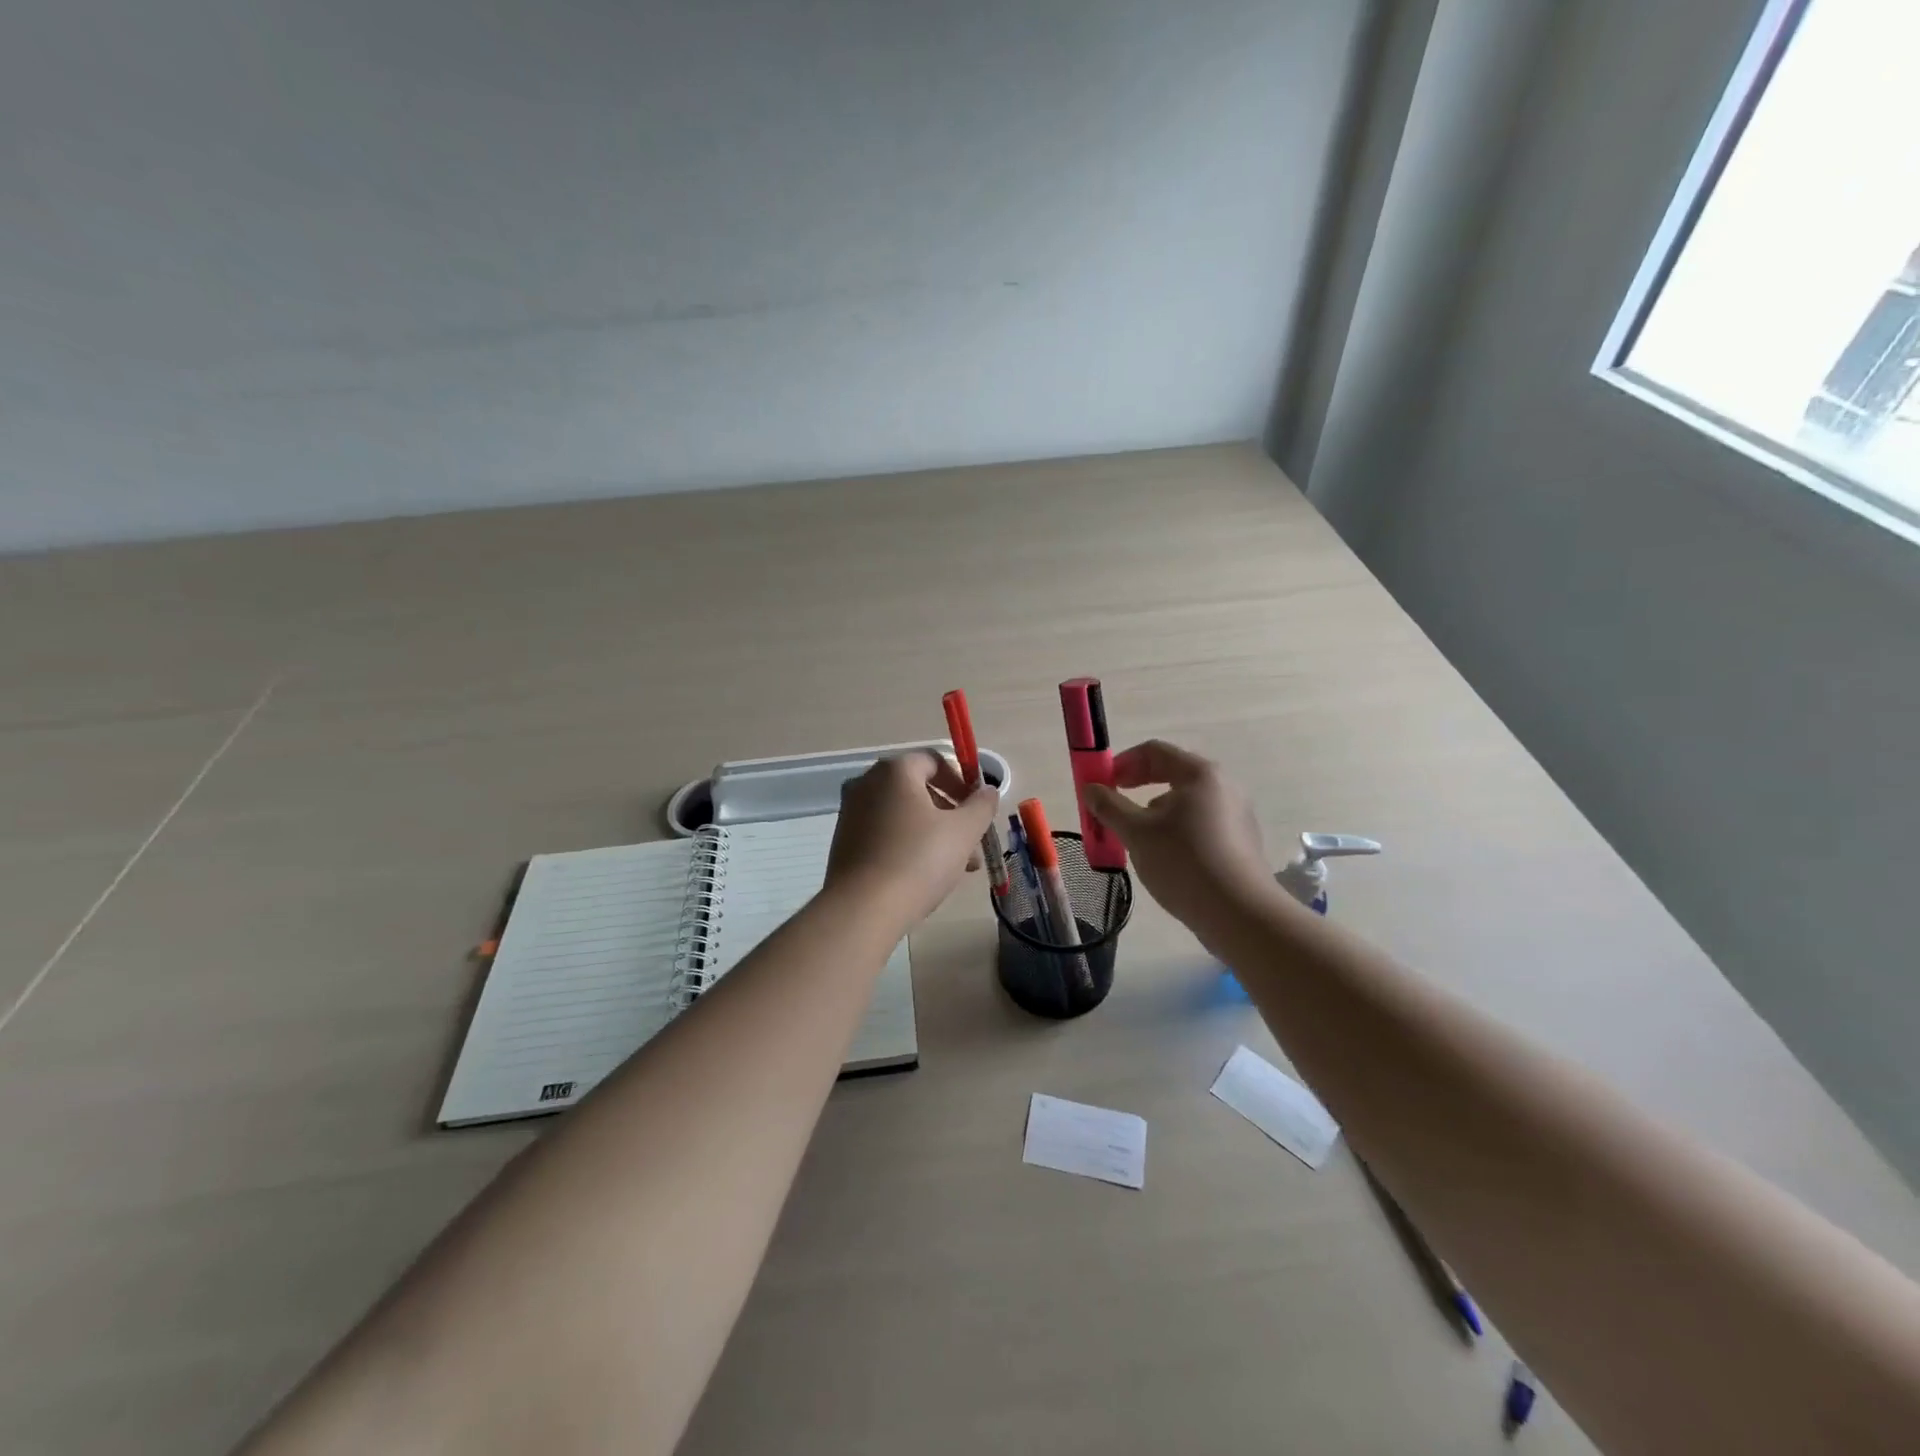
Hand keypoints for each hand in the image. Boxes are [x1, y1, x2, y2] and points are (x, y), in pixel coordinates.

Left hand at [825, 751, 998, 928]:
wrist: (863, 909)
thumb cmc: (918, 860)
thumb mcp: (963, 831)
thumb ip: (981, 806)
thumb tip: (988, 791)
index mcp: (894, 770)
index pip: (935, 761)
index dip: (962, 782)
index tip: (978, 810)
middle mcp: (867, 783)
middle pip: (919, 789)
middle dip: (951, 815)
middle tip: (972, 844)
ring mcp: (851, 813)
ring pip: (903, 815)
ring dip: (933, 834)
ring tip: (957, 868)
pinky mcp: (844, 842)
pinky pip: (885, 833)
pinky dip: (908, 845)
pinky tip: (925, 876)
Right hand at [1081, 741, 1274, 928]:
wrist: (1239, 914)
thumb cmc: (1183, 862)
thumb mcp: (1136, 832)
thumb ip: (1109, 807)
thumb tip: (1091, 789)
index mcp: (1200, 774)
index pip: (1154, 751)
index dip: (1122, 763)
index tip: (1101, 784)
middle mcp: (1223, 786)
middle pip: (1171, 774)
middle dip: (1136, 789)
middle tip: (1113, 809)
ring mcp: (1236, 815)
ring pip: (1185, 803)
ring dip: (1154, 813)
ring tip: (1136, 840)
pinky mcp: (1240, 843)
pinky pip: (1200, 825)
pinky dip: (1175, 831)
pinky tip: (1165, 859)